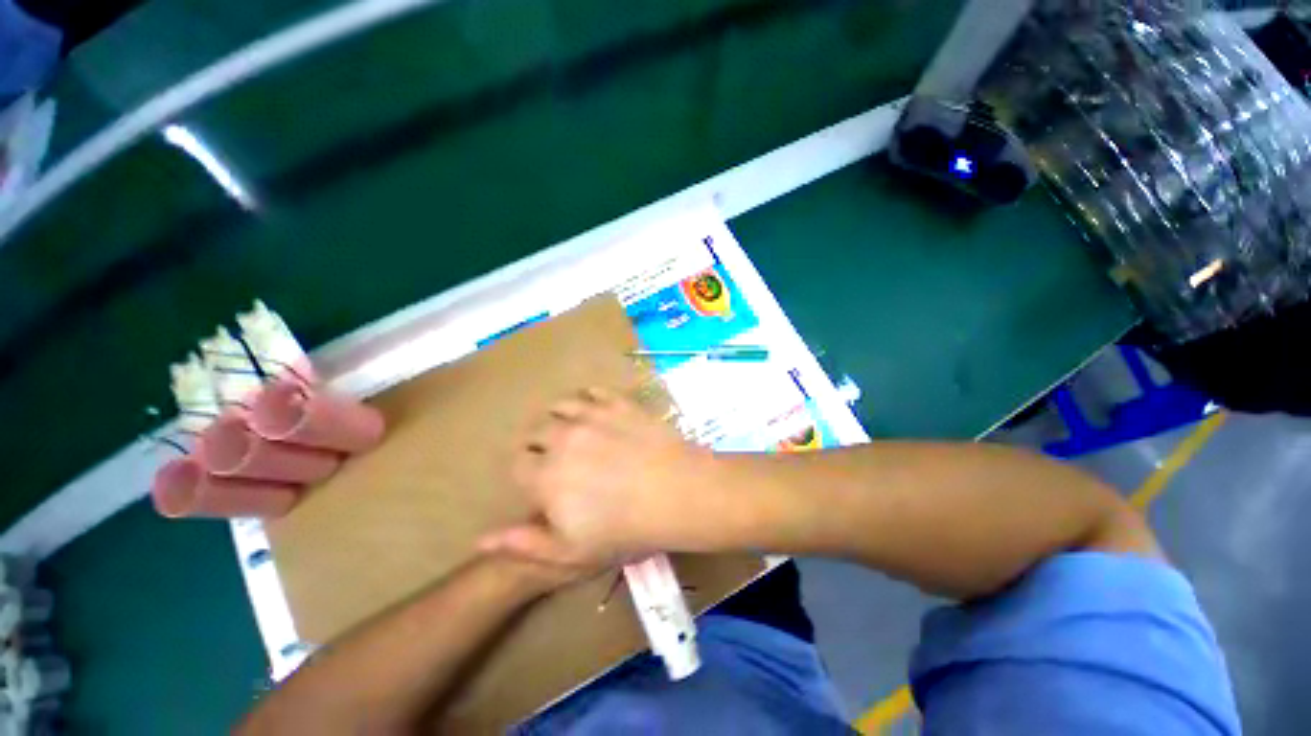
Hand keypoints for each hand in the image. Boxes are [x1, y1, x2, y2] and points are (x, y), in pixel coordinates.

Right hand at [478, 387, 719, 568]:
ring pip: (559, 406)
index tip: (540, 480)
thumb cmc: (625, 529)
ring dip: (559, 417)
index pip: (517, 464)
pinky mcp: (617, 403)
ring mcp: (591, 415)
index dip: (526, 471)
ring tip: (573, 429)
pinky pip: (591, 391)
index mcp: (545, 475)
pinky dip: (587, 398)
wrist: (677, 492)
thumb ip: (523, 544)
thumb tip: (479, 539)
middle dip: (539, 444)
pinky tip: (596, 409)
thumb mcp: (571, 552)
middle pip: (535, 431)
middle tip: (558, 456)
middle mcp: (561, 438)